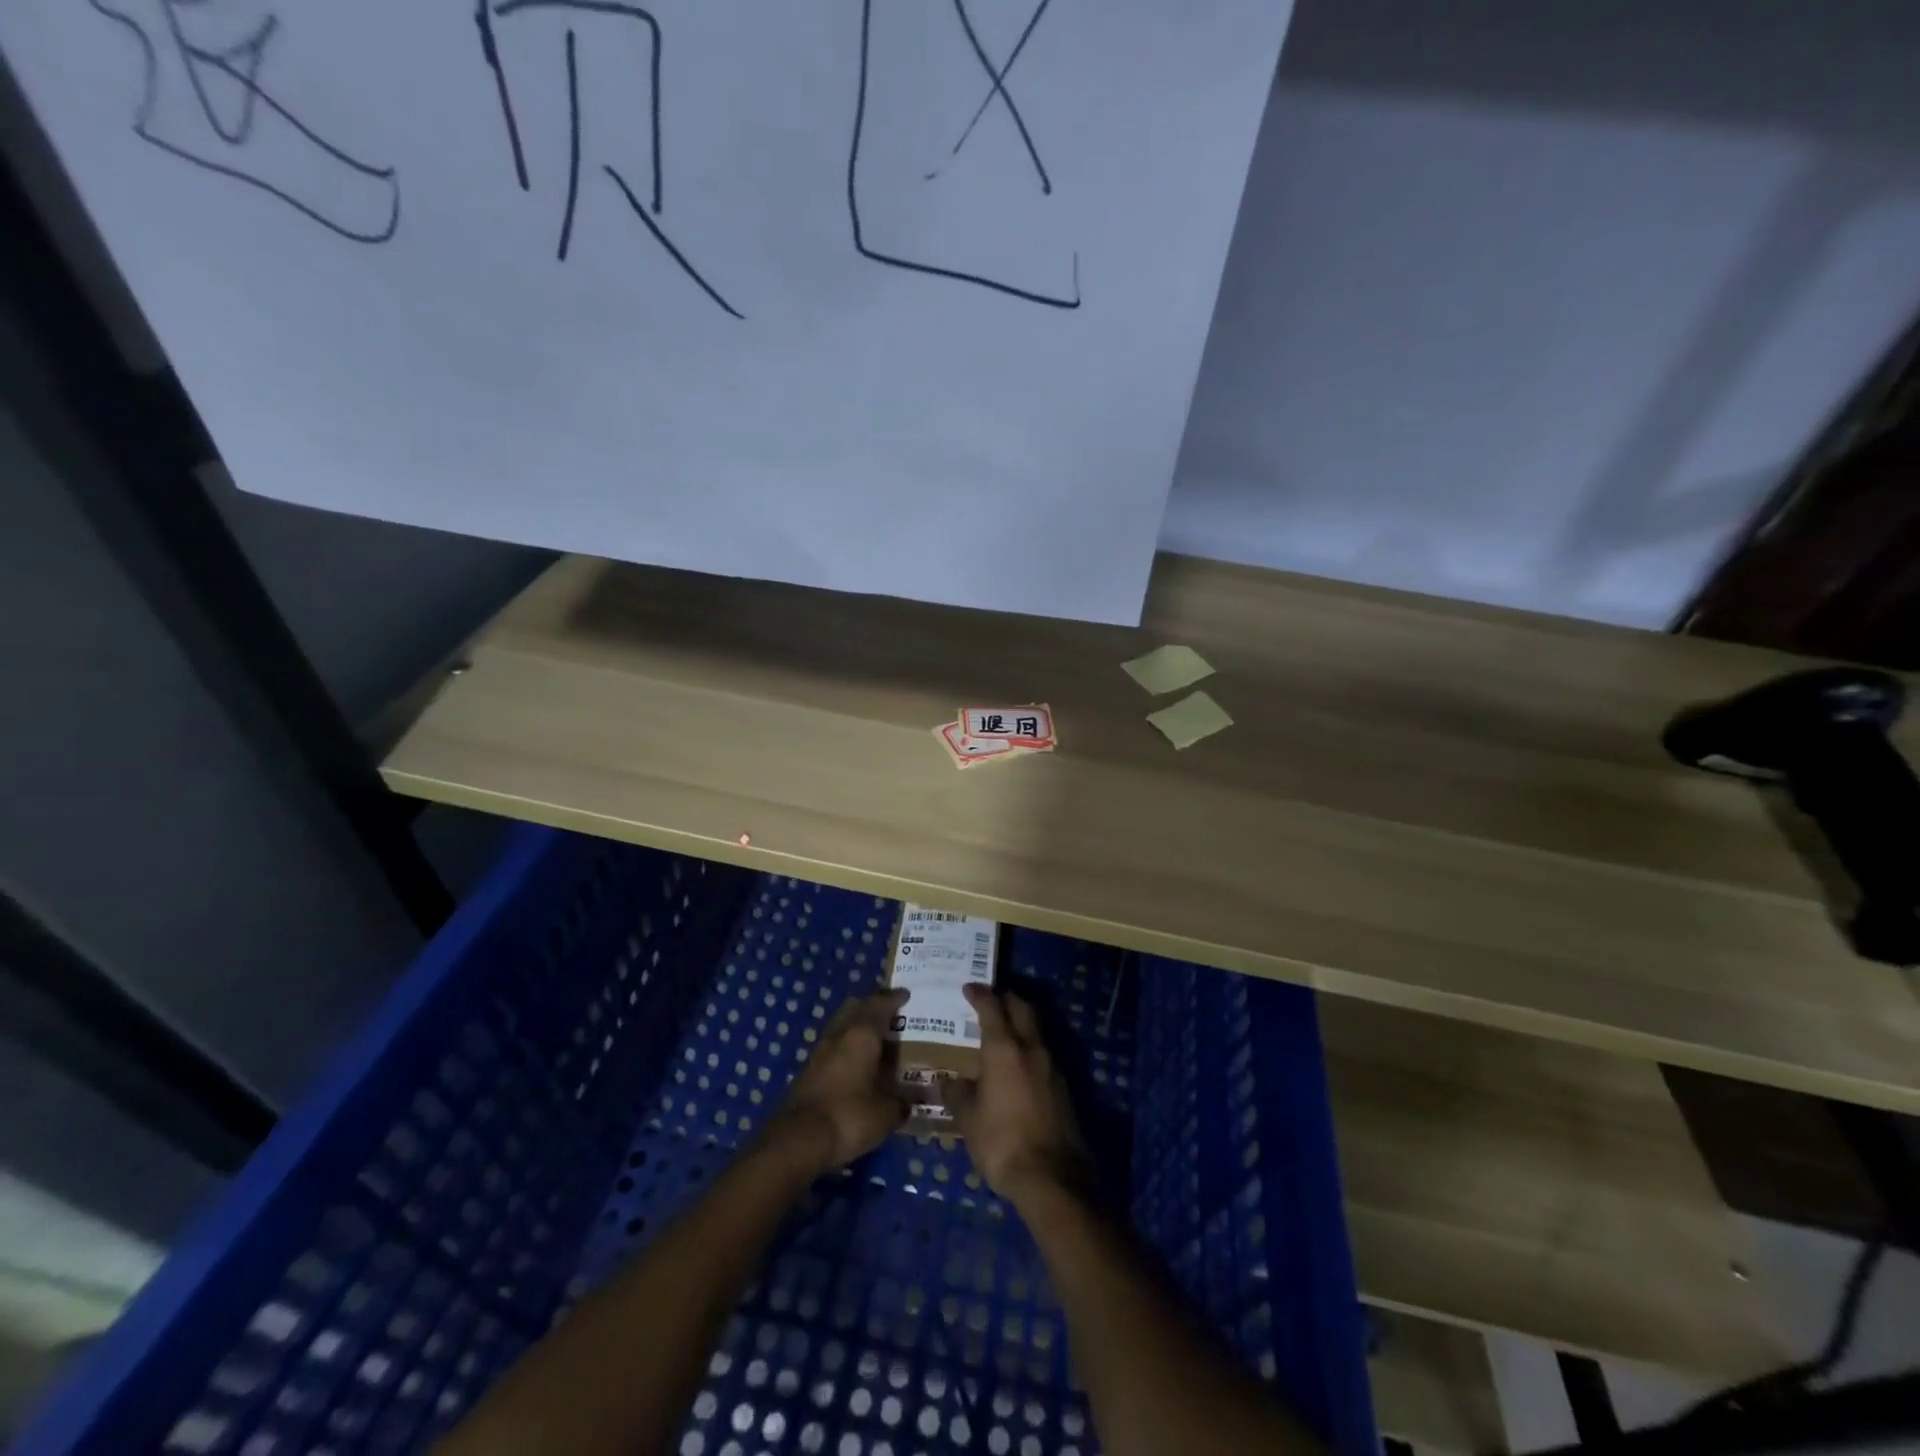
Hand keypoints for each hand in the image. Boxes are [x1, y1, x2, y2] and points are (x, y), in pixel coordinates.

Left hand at [762, 989, 908, 1176]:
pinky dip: (846, 1046)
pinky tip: (857, 1064)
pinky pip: (833, 1046)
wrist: (797, 1140)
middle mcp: (840, 1034)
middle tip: (890, 1013)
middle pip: (855, 1006)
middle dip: (872, 1005)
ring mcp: (820, 1051)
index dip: (895, 998)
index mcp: (862, 1034)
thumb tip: (910, 1102)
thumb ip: (902, 1103)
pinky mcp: (808, 1070)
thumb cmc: (849, 1116)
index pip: (880, 1004)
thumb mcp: (886, 1114)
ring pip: (841, 1025)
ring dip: (857, 1026)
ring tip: (876, 1039)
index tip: (906, 995)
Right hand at [946, 985, 1087, 1203]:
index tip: (969, 988)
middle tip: (989, 1000)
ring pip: (1035, 1029)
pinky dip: (1028, 1046)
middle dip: (1005, 998)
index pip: (992, 1007)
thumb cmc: (1002, 1142)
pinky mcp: (1062, 1085)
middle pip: (1021, 1008)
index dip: (979, 994)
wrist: (1052, 1176)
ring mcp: (1051, 1065)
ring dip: (1020, 1021)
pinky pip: (1042, 1051)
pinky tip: (1017, 1064)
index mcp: (1004, 1049)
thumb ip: (957, 1093)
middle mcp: (1031, 1048)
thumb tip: (946, 1080)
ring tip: (1001, 1031)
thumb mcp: (968, 1119)